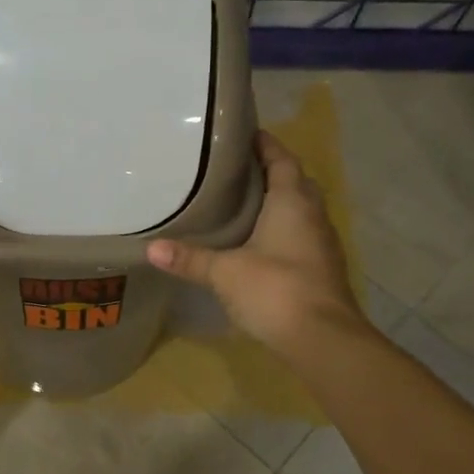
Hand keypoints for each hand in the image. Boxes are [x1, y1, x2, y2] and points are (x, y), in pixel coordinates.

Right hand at [147, 130, 363, 358]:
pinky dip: (283, 231)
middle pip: (295, 182)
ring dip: (279, 203)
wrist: (323, 338)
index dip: (265, 144)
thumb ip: (190, 258)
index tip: (244, 134)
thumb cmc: (275, 289)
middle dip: (271, 172)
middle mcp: (313, 215)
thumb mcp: (225, 272)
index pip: (282, 159)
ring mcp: (322, 243)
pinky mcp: (322, 269)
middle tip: (237, 170)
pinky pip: (302, 236)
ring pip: (301, 210)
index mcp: (293, 201)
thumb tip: (151, 248)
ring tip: (243, 203)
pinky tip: (260, 243)